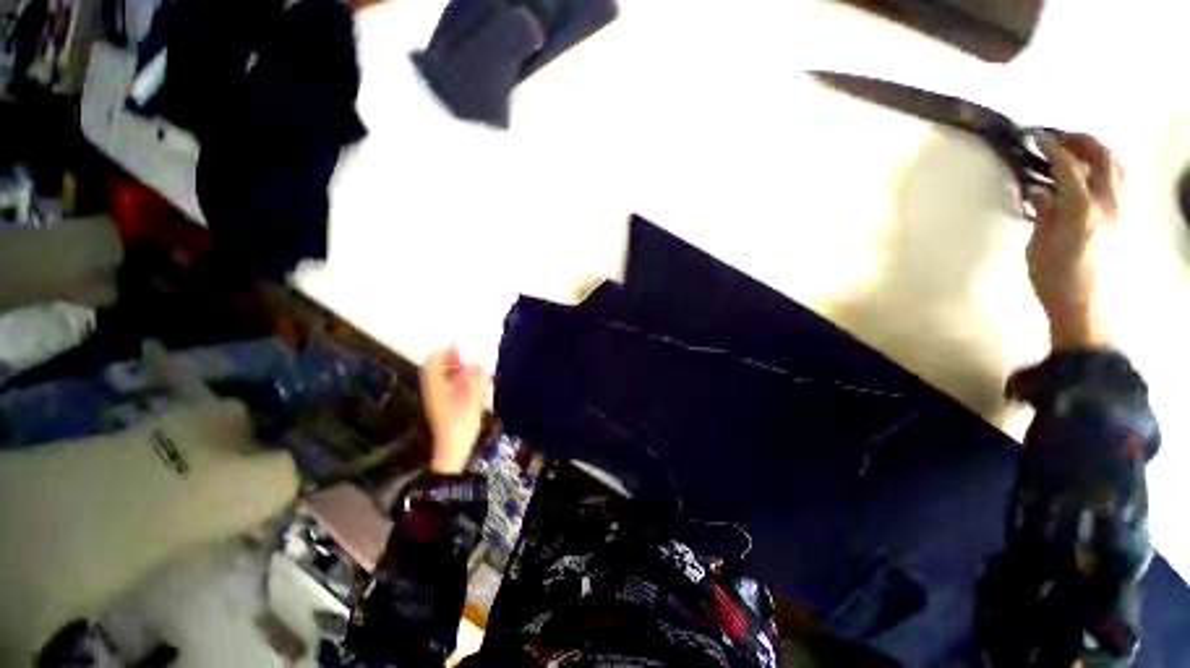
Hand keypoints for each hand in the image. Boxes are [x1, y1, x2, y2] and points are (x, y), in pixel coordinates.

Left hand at [420, 347, 488, 474]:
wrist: (452, 449)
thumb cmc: (460, 422)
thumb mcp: (471, 399)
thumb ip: (475, 379)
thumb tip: (479, 363)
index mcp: (435, 385)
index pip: (434, 359)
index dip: (447, 351)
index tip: (464, 350)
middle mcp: (433, 388)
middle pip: (439, 366)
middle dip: (455, 360)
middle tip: (472, 361)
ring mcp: (438, 397)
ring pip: (446, 375)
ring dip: (460, 370)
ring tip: (476, 372)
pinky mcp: (444, 404)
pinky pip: (450, 385)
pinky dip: (461, 381)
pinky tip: (475, 386)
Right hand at [1024, 133, 1122, 350]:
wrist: (1086, 308)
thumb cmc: (1055, 280)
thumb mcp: (1039, 247)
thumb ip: (1043, 214)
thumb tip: (1039, 191)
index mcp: (1083, 211)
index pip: (1070, 168)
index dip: (1053, 149)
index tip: (1037, 137)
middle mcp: (1108, 205)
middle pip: (1103, 159)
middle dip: (1082, 142)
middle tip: (1060, 138)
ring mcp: (1119, 213)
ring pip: (1117, 169)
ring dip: (1098, 153)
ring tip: (1077, 151)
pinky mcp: (1121, 221)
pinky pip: (1119, 184)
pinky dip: (1105, 170)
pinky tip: (1090, 175)